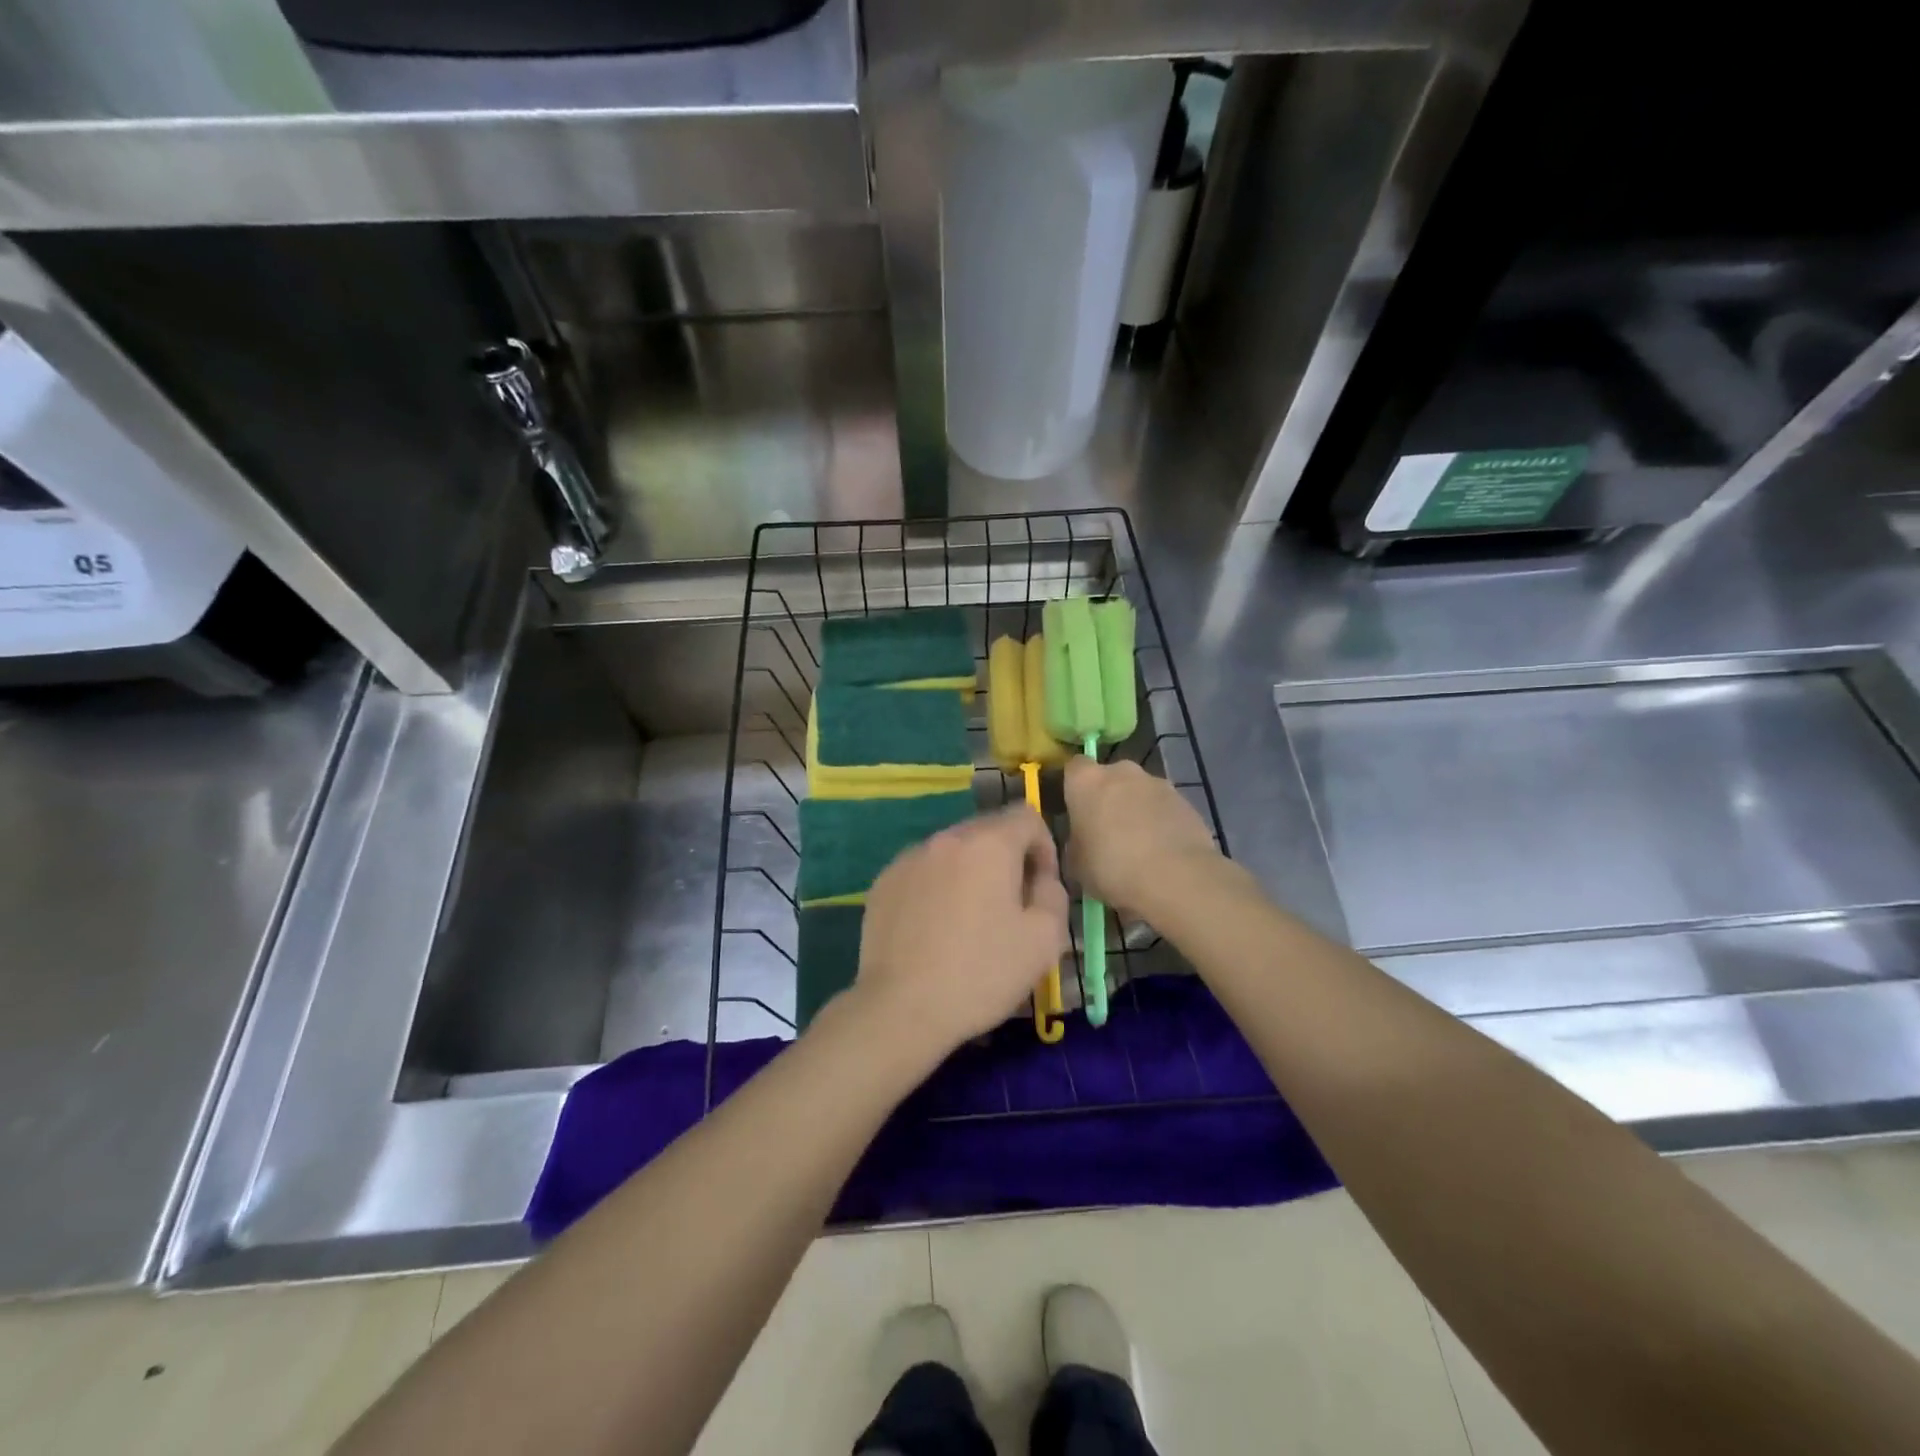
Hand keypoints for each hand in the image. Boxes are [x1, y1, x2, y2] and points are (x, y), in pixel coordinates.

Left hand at [852, 806, 1070, 1052]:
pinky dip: (937, 888)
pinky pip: (923, 872)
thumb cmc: (981, 972)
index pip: (1027, 816)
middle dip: (1006, 860)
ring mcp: (908, 858)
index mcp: (988, 844)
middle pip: (988, 831)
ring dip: (970, 874)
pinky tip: (935, 930)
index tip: (1040, 889)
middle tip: (1009, 908)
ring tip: (969, 922)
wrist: (901, 1008)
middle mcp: (945, 838)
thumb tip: (1039, 878)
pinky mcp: (883, 882)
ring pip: (952, 852)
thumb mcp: (1044, 939)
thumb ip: (1053, 894)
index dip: (1044, 848)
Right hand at [1063, 757, 1221, 920]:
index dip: (1074, 786)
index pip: (1074, 767)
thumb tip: (1084, 841)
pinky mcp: (1186, 801)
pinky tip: (1162, 853)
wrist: (1175, 878)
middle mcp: (1122, 772)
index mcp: (1087, 781)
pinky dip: (1161, 824)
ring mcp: (1158, 783)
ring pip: (1140, 792)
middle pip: (1110, 778)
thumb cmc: (1111, 867)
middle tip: (1106, 832)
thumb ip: (1076, 842)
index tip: (1074, 809)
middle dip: (1108, 798)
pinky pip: (1164, 809)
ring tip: (1138, 847)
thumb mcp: (1075, 863)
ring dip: (1136, 811)